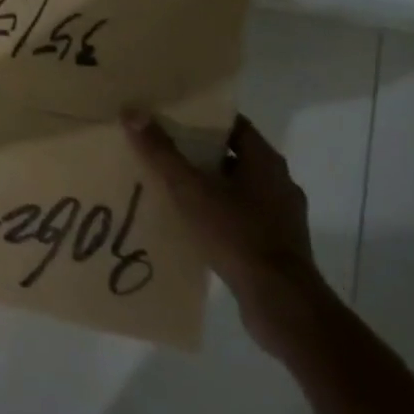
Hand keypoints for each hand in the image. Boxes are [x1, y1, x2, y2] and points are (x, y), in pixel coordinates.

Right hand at [123, 110, 330, 354]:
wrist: (280, 302)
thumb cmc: (236, 235)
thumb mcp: (190, 190)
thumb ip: (161, 152)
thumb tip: (132, 111)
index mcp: (265, 161)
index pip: (233, 125)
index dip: (202, 119)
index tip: (171, 118)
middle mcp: (278, 182)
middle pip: (233, 156)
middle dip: (198, 154)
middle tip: (162, 152)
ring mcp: (281, 216)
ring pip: (237, 189)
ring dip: (208, 187)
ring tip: (171, 190)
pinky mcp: (277, 245)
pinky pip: (241, 218)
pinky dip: (218, 216)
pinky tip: (192, 227)